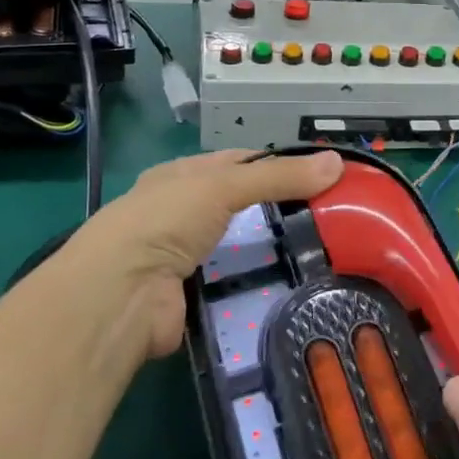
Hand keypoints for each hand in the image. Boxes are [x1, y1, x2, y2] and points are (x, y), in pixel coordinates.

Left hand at [46, 149, 343, 361]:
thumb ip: (279, 176)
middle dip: (278, 210)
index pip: (238, 162)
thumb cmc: (165, 220)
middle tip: (330, 217)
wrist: (121, 294)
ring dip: (269, 250)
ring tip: (321, 252)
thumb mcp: (223, 184)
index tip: (320, 174)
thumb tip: (337, 162)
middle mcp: (180, 213)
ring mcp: (184, 257)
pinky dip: (257, 285)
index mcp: (181, 176)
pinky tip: (291, 286)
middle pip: (239, 206)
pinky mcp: (192, 296)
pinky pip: (234, 285)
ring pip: (238, 248)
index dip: (277, 164)